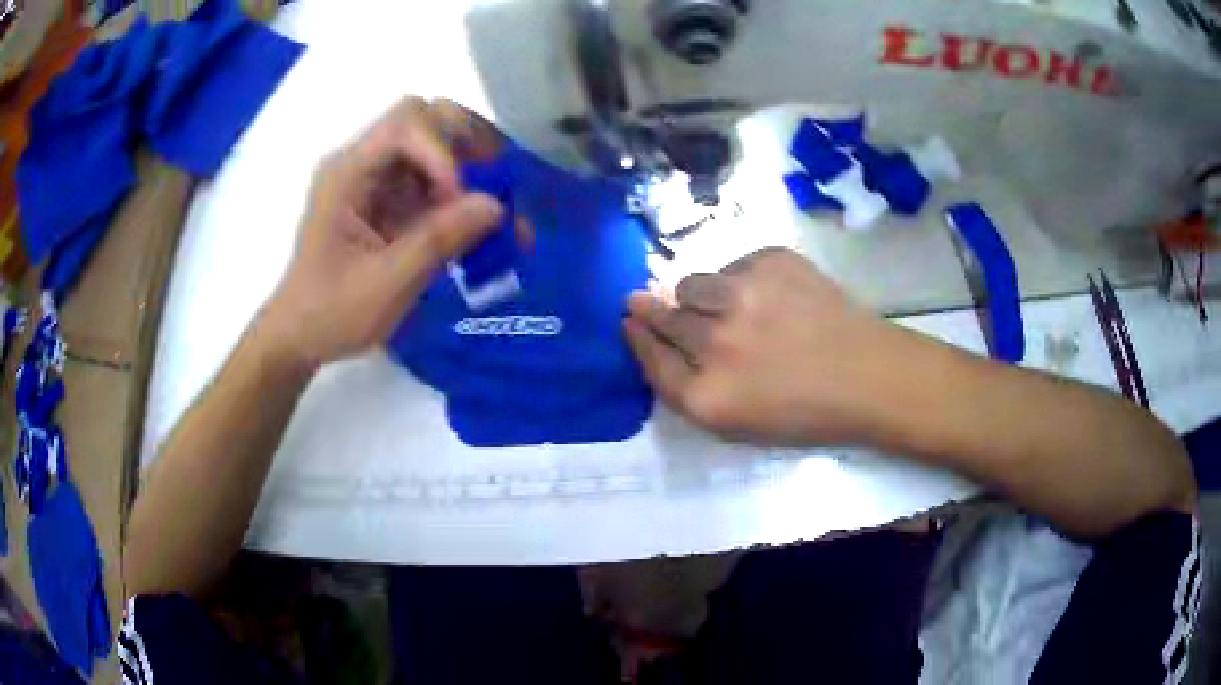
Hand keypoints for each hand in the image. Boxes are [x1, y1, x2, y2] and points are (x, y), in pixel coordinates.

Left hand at [261, 97, 518, 368]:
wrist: (299, 337)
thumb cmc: (330, 314)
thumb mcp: (385, 284)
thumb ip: (438, 240)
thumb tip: (496, 204)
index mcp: (347, 173)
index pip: (406, 123)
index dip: (442, 151)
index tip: (459, 200)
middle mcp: (362, 164)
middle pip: (425, 119)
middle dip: (467, 143)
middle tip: (499, 179)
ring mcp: (376, 180)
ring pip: (436, 146)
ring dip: (472, 169)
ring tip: (501, 207)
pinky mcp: (389, 201)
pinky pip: (434, 182)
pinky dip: (463, 197)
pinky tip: (484, 227)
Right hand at [623, 247, 913, 444]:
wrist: (869, 377)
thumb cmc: (805, 412)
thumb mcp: (737, 424)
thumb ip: (688, 388)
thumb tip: (652, 336)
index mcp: (708, 397)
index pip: (652, 358)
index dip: (637, 336)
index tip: (630, 319)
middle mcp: (717, 343)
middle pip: (664, 316)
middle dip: (651, 308)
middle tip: (644, 300)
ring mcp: (744, 296)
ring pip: (692, 283)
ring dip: (700, 295)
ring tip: (727, 305)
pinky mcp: (771, 261)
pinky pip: (733, 264)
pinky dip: (741, 279)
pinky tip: (769, 296)